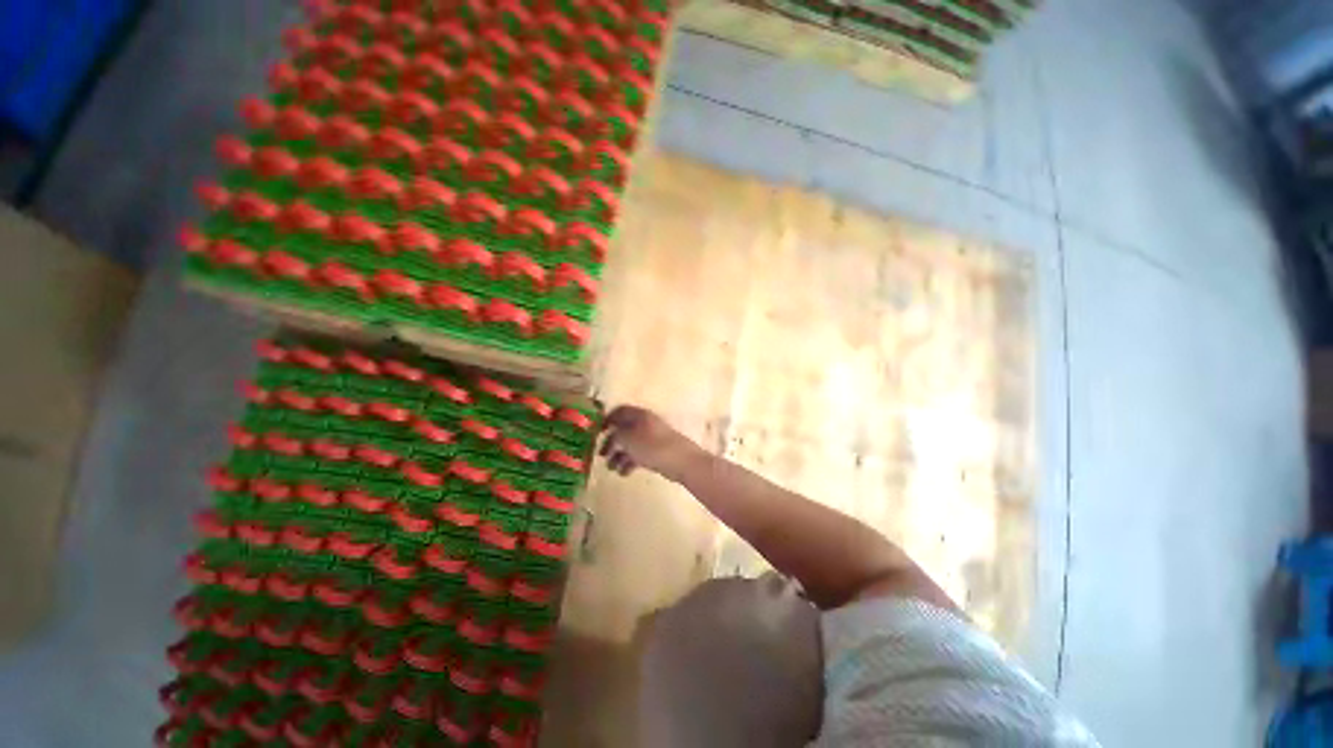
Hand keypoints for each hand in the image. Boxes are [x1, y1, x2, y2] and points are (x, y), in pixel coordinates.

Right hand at [598, 405, 705, 480]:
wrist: (680, 461)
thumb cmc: (651, 446)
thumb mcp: (627, 439)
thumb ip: (615, 436)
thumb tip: (610, 437)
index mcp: (639, 415)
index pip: (620, 411)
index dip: (607, 419)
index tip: (597, 431)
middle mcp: (645, 424)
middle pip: (624, 430)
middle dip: (612, 442)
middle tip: (601, 454)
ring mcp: (652, 439)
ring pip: (631, 444)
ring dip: (619, 455)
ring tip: (611, 469)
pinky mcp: (657, 452)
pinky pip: (639, 455)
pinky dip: (629, 462)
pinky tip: (624, 473)